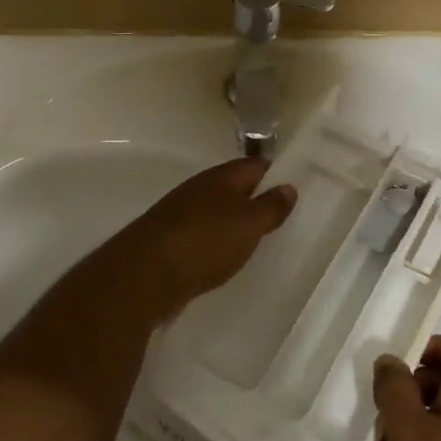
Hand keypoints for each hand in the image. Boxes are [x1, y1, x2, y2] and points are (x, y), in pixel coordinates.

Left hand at [90, 159, 296, 327]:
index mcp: (220, 178)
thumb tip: (288, 186)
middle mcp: (198, 189)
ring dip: (233, 222)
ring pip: (215, 211)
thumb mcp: (248, 224)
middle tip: (280, 218)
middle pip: (233, 187)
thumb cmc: (205, 242)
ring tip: (255, 240)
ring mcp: (179, 214)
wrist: (145, 274)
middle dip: (254, 199)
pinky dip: (214, 242)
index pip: (255, 165)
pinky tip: (222, 258)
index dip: (276, 174)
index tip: (296, 188)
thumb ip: (270, 206)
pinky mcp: (168, 240)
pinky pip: (200, 234)